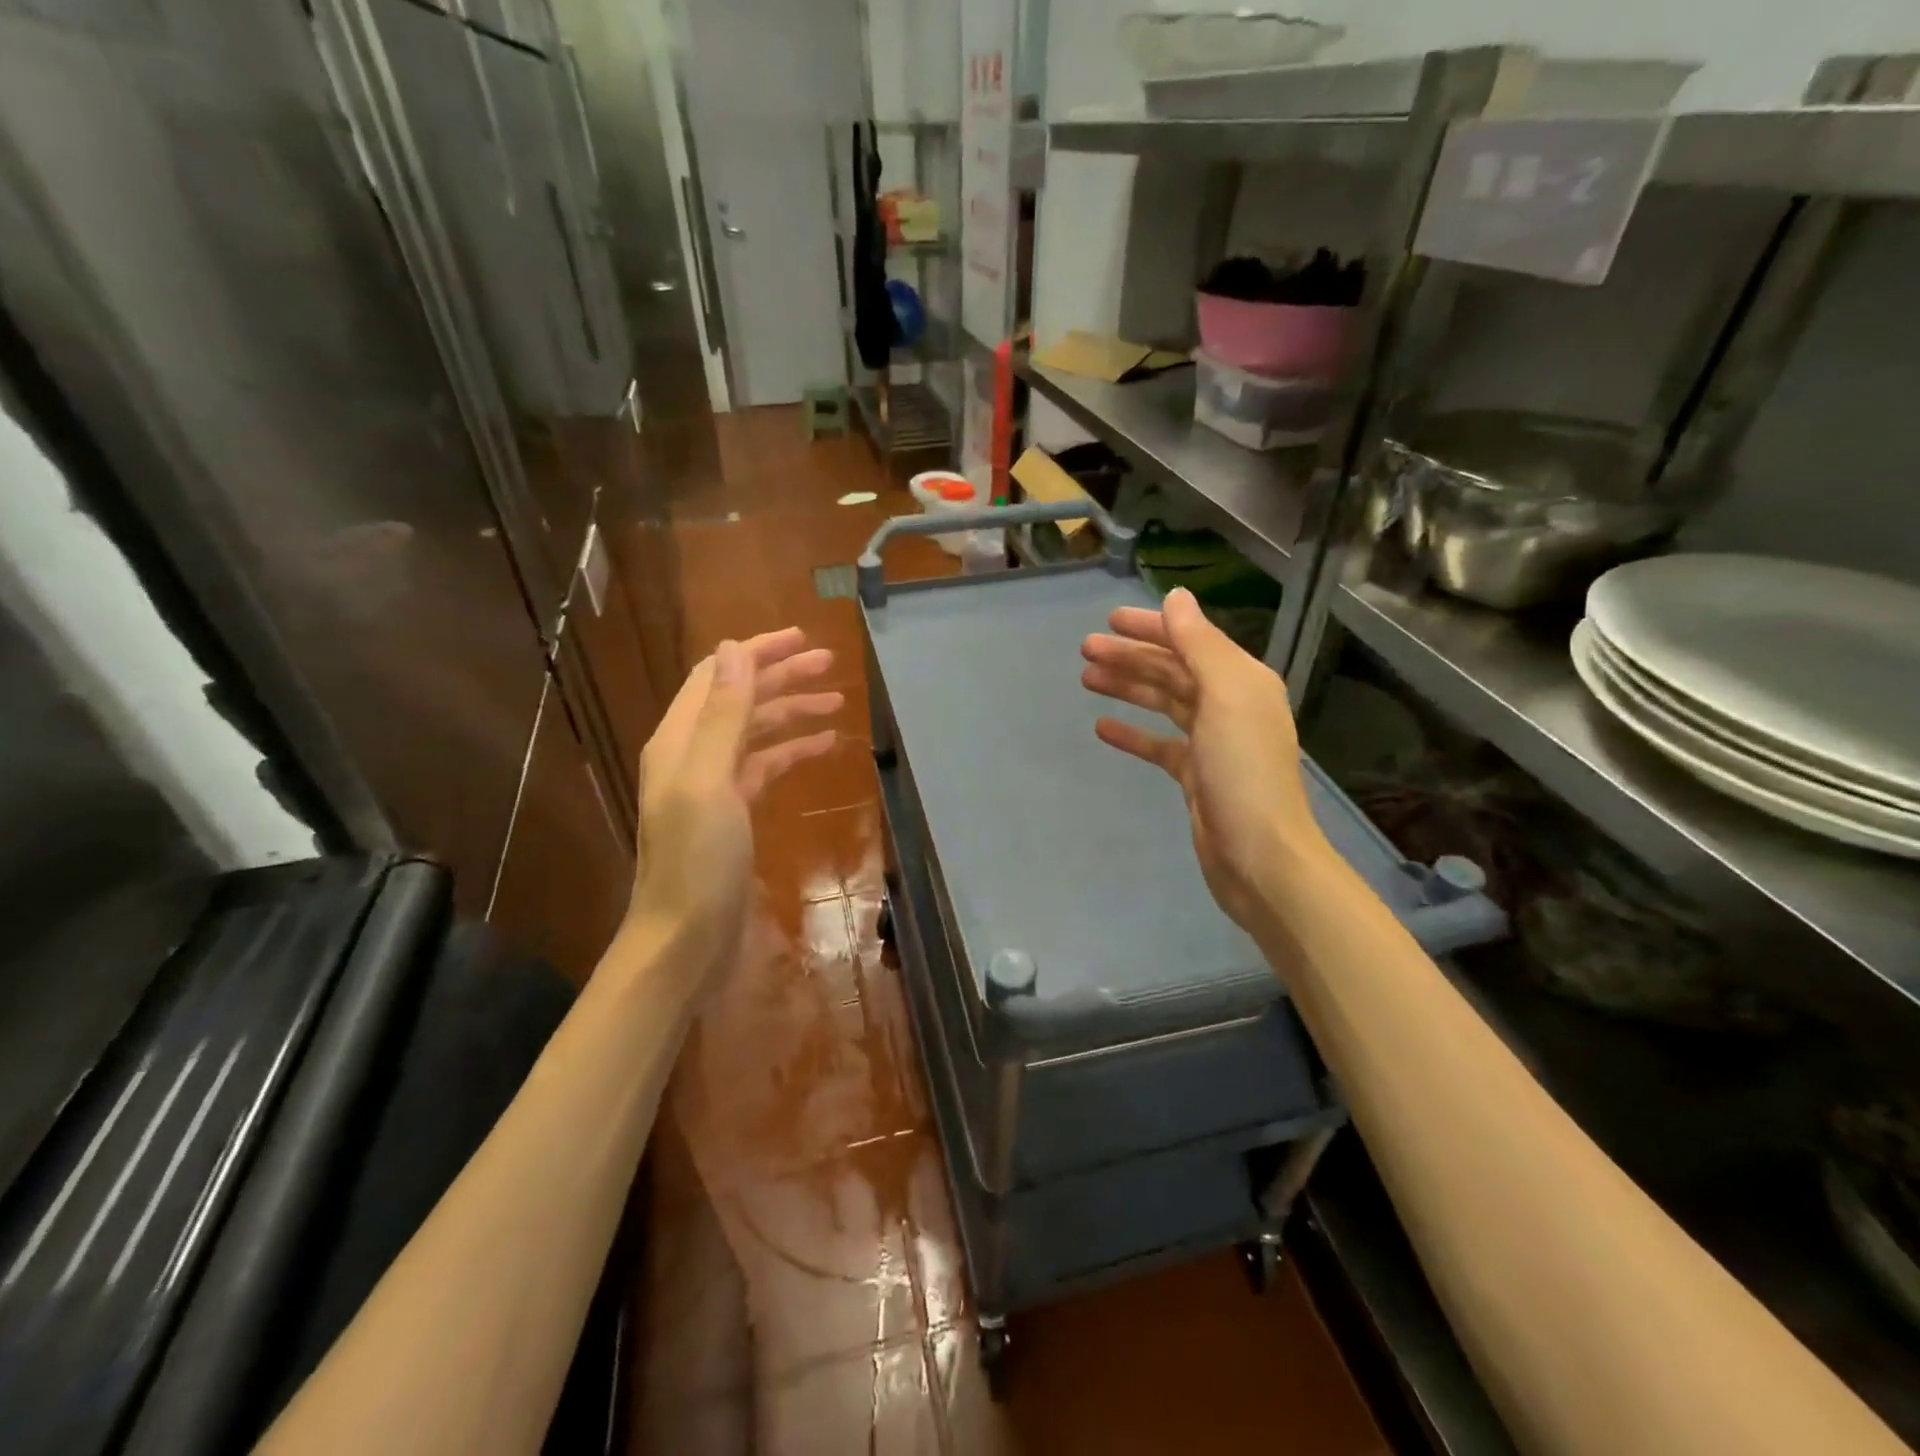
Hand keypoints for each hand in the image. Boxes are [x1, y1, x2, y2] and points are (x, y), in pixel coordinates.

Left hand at [630, 628, 841, 974]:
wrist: (686, 941)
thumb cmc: (696, 861)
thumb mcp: (708, 780)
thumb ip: (722, 714)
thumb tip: (735, 648)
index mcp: (679, 740)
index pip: (718, 676)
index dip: (757, 652)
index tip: (803, 638)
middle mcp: (693, 755)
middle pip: (740, 699)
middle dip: (782, 676)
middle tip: (829, 664)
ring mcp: (715, 786)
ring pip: (757, 732)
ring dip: (792, 712)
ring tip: (836, 701)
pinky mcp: (734, 815)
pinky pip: (766, 767)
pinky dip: (793, 751)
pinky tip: (823, 746)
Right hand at [1081, 588, 1323, 931]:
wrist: (1259, 854)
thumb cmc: (1243, 770)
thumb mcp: (1225, 696)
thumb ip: (1200, 644)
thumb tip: (1177, 597)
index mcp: (1241, 680)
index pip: (1191, 641)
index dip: (1151, 627)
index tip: (1109, 620)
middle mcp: (1229, 705)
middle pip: (1173, 670)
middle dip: (1130, 656)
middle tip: (1085, 650)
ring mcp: (1212, 742)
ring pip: (1163, 703)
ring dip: (1127, 688)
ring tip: (1086, 679)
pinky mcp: (1195, 776)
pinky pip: (1159, 745)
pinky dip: (1133, 734)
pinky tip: (1102, 728)